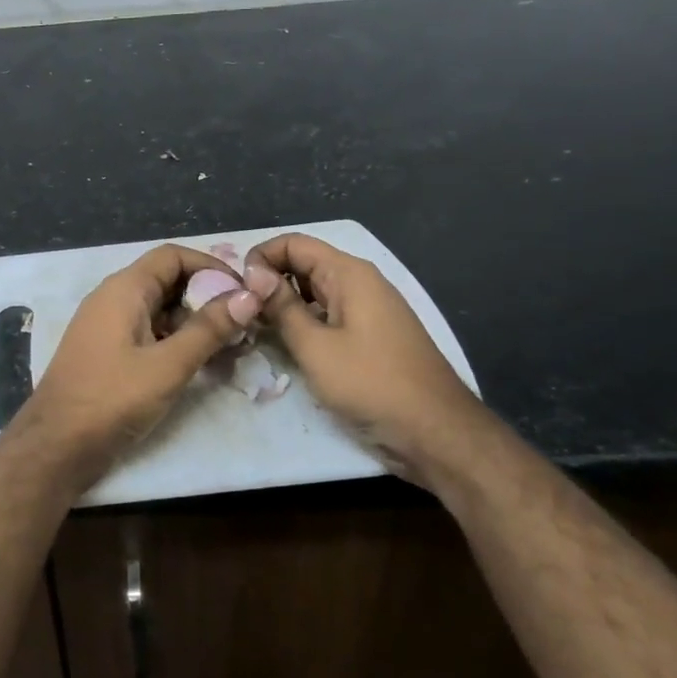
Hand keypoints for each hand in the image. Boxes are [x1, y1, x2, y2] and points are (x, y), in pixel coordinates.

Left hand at [15, 244, 260, 490]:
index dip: (210, 267)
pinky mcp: (108, 351)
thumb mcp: (168, 365)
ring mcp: (108, 325)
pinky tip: (202, 365)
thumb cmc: (111, 398)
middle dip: (207, 297)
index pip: (172, 256)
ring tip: (232, 348)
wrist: (57, 445)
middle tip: (244, 324)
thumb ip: (208, 329)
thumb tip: (249, 295)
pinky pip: (148, 332)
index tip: (244, 292)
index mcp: (124, 289)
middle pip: (167, 281)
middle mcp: (113, 298)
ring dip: (195, 323)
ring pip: (160, 310)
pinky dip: (176, 341)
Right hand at [241, 233, 493, 485]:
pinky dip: (304, 324)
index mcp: (349, 274)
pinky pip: (329, 316)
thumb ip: (281, 308)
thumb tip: (252, 274)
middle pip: (303, 266)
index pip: (293, 243)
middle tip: (240, 313)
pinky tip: (285, 348)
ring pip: (314, 293)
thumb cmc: (372, 384)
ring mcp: (368, 310)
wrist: (438, 434)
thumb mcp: (315, 347)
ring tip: (255, 331)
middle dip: (269, 283)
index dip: (261, 259)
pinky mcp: (371, 336)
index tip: (238, 290)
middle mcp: (360, 283)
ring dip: (284, 307)